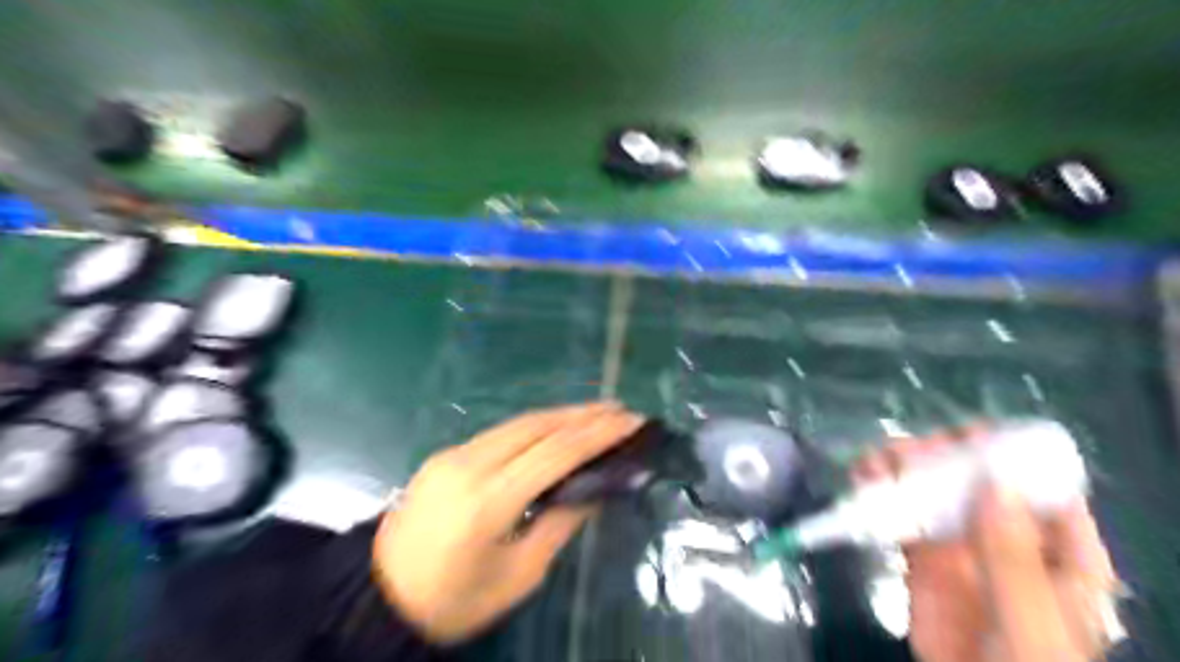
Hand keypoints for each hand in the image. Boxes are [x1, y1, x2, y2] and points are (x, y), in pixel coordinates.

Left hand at [371, 402, 641, 644]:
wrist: (378, 596)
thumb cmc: (454, 600)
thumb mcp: (518, 576)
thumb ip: (559, 524)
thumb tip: (593, 488)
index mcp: (489, 500)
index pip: (556, 453)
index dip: (598, 435)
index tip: (631, 421)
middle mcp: (471, 464)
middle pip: (538, 426)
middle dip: (584, 414)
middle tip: (620, 409)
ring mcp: (454, 454)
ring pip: (519, 423)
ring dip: (561, 415)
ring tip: (597, 413)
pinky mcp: (446, 454)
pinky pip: (500, 432)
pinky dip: (535, 427)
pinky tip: (556, 428)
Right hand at [855, 430, 1117, 661]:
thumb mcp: (1030, 619)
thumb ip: (1013, 557)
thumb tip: (994, 483)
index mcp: (1059, 549)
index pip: (1042, 486)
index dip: (1008, 453)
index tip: (965, 434)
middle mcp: (1008, 536)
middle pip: (978, 479)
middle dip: (942, 456)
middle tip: (908, 451)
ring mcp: (961, 545)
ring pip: (935, 491)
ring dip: (904, 469)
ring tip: (874, 461)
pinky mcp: (922, 557)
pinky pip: (903, 515)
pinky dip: (881, 494)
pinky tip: (862, 479)